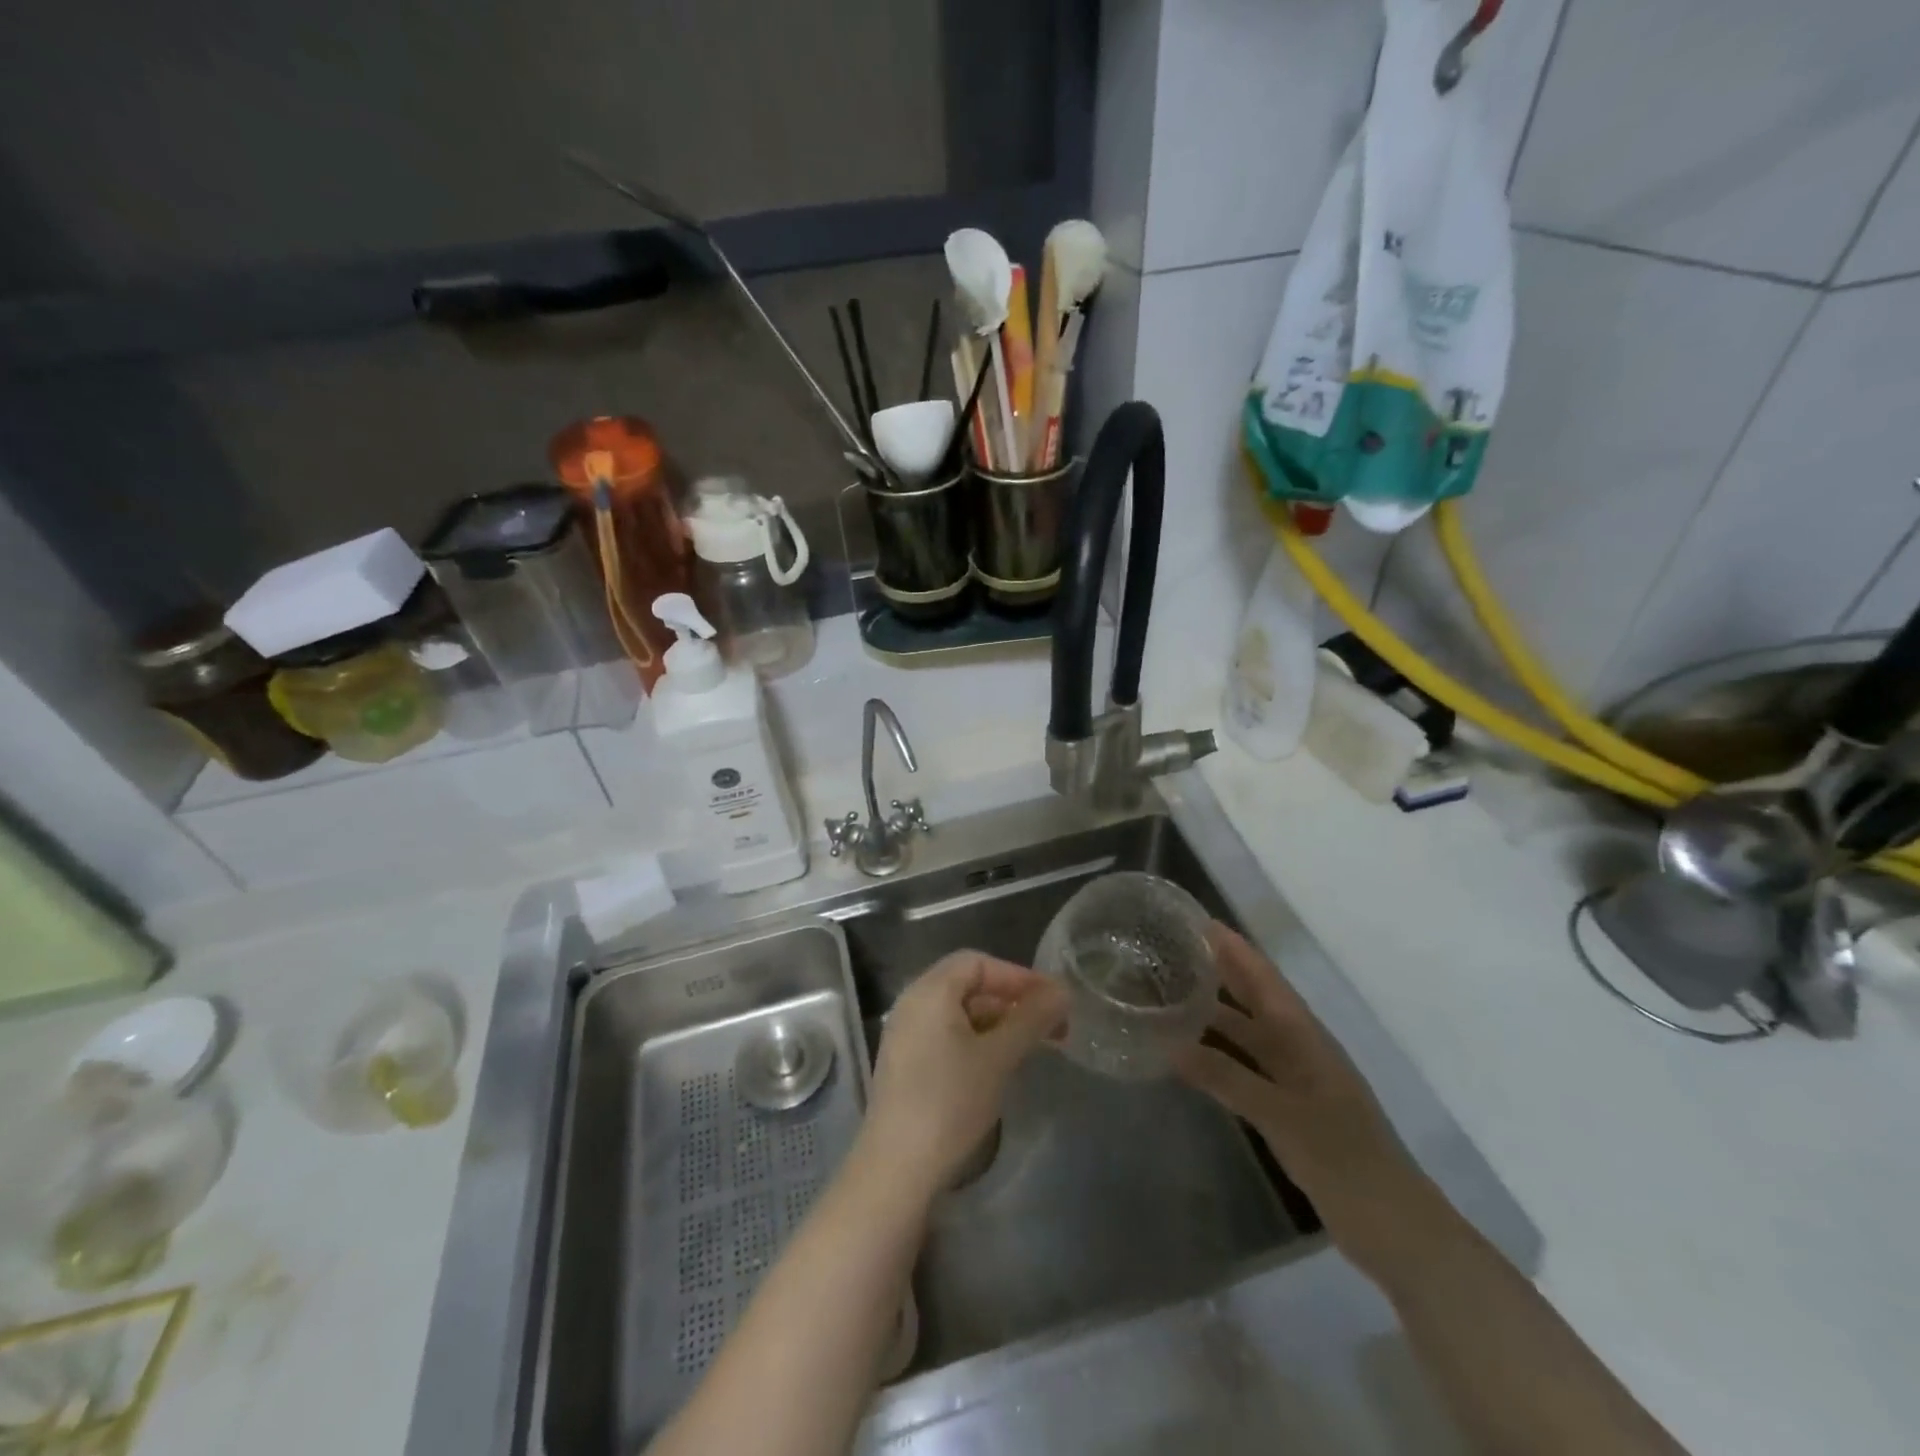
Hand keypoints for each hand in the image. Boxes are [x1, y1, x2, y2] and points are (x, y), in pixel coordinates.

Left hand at [859, 951, 1067, 1198]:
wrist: (897, 1168)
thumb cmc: (950, 1102)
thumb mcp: (998, 1057)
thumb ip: (1031, 1019)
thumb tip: (1062, 990)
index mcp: (929, 990)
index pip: (978, 962)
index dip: (1018, 976)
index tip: (1052, 1000)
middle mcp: (912, 1003)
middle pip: (968, 984)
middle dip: (1012, 1000)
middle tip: (1051, 1026)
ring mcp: (905, 1034)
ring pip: (959, 1012)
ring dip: (998, 1022)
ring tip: (1032, 1047)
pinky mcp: (906, 1063)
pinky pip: (946, 1034)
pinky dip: (977, 1039)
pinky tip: (999, 1065)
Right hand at [1171, 924, 1436, 1271]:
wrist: (1396, 1229)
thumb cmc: (1344, 1160)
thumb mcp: (1282, 1116)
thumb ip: (1226, 1077)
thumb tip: (1170, 1042)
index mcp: (1305, 1038)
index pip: (1264, 980)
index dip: (1235, 949)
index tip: (1199, 922)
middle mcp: (1299, 1049)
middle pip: (1255, 999)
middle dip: (1221, 971)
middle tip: (1175, 950)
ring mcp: (1295, 1080)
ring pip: (1249, 1033)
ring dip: (1216, 1013)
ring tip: (1172, 994)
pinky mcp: (1289, 1109)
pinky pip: (1246, 1066)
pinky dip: (1219, 1053)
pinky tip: (1192, 1054)